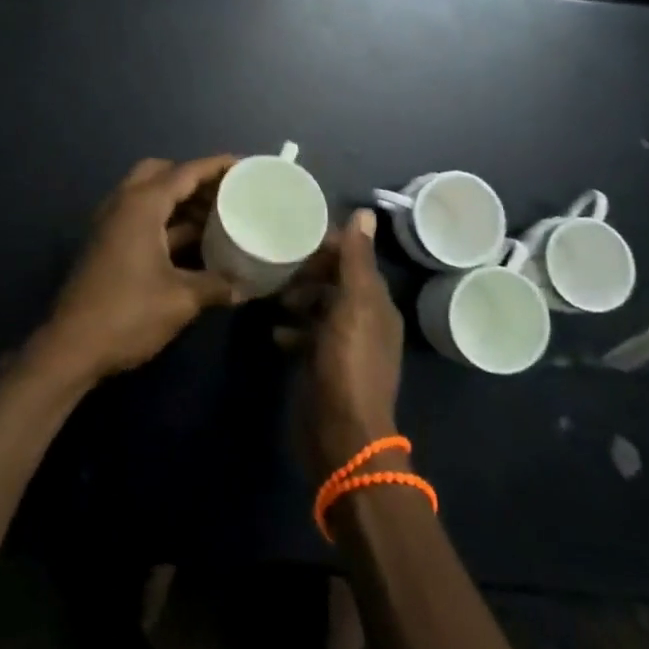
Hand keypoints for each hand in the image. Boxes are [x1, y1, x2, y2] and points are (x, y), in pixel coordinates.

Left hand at [33, 156, 243, 386]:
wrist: (71, 348)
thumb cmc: (128, 314)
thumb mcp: (181, 300)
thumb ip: (216, 285)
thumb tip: (245, 286)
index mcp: (141, 205)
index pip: (185, 172)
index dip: (216, 166)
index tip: (244, 165)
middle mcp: (123, 204)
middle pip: (161, 173)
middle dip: (192, 178)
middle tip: (223, 192)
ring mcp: (111, 225)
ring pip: (148, 196)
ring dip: (179, 201)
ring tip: (215, 215)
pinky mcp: (107, 245)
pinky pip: (141, 217)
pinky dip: (166, 221)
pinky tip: (192, 243)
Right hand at [278, 209, 405, 478]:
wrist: (342, 436)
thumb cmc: (349, 364)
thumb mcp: (354, 305)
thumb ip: (356, 260)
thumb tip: (365, 212)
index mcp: (377, 303)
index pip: (354, 258)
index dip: (328, 245)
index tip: (295, 235)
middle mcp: (365, 320)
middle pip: (335, 281)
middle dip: (308, 272)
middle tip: (278, 266)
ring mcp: (344, 346)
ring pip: (319, 307)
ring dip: (297, 298)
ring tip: (272, 295)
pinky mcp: (324, 367)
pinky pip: (307, 336)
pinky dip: (292, 329)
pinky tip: (273, 331)